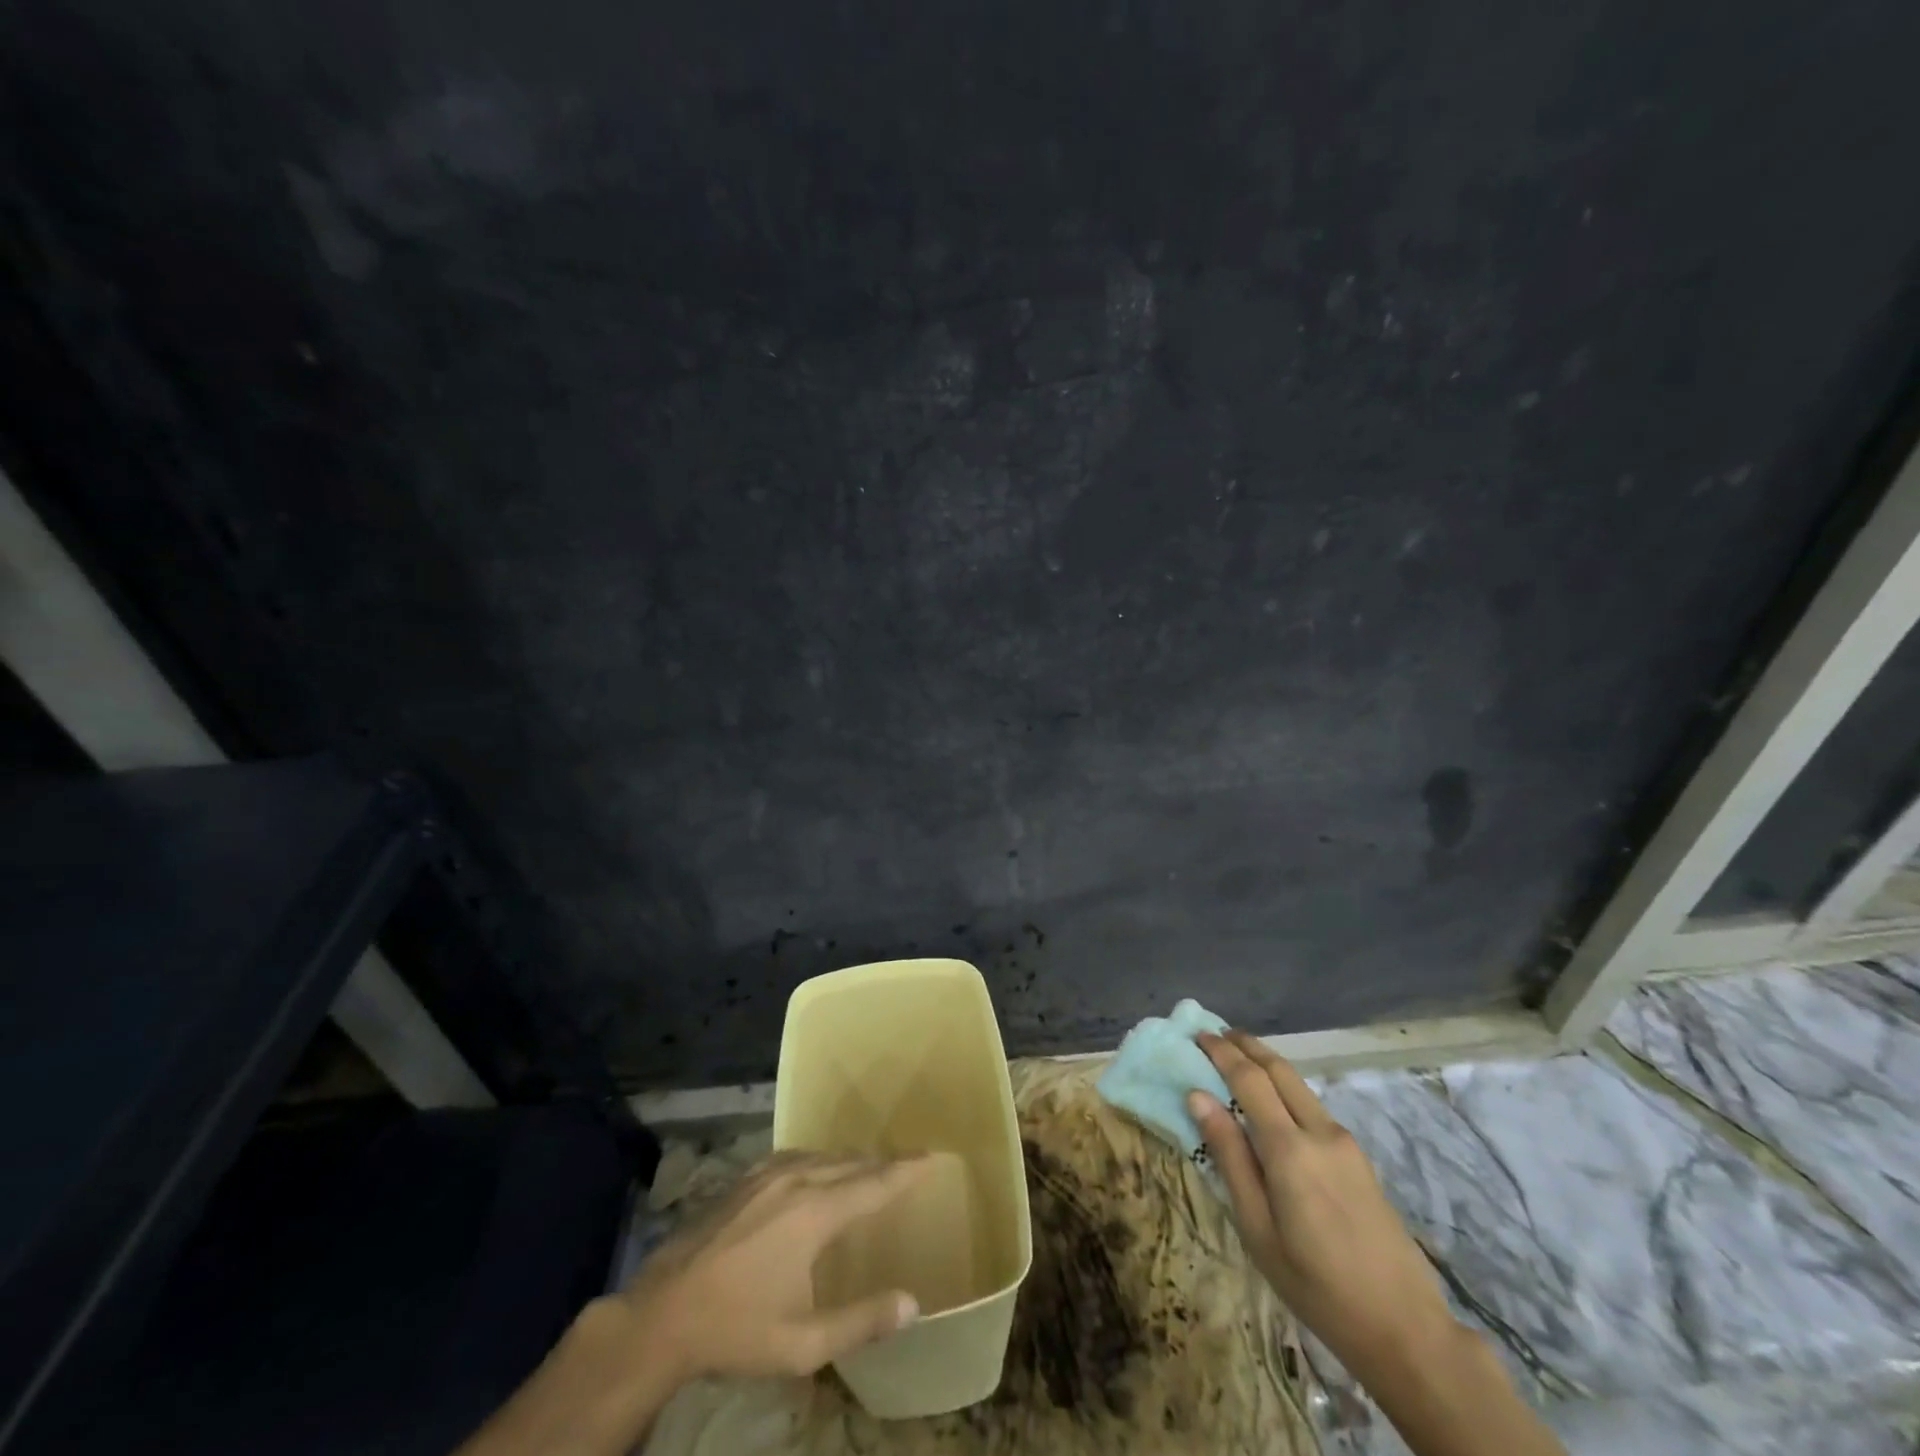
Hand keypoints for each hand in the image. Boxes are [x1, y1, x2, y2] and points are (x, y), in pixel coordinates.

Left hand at [618, 1150, 928, 1383]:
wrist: (661, 1313)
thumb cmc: (735, 1330)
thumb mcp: (802, 1343)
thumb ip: (861, 1322)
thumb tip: (913, 1303)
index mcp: (815, 1213)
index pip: (873, 1184)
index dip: (905, 1172)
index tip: (931, 1158)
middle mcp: (796, 1179)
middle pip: (850, 1163)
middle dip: (883, 1162)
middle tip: (909, 1162)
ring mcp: (767, 1174)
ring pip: (823, 1156)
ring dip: (851, 1160)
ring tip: (871, 1165)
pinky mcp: (746, 1178)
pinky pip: (797, 1156)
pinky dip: (821, 1159)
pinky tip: (818, 1168)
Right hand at [1189, 1030, 1453, 1376]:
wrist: (1406, 1328)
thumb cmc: (1317, 1286)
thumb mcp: (1257, 1229)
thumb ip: (1229, 1157)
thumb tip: (1198, 1097)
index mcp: (1290, 1149)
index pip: (1249, 1079)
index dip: (1221, 1053)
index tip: (1196, 1035)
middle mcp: (1320, 1132)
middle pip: (1279, 1069)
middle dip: (1245, 1045)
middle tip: (1213, 1033)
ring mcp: (1344, 1142)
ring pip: (1298, 1084)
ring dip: (1265, 1062)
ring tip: (1236, 1057)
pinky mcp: (1358, 1157)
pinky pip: (1312, 1105)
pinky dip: (1284, 1087)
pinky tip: (1271, 1102)